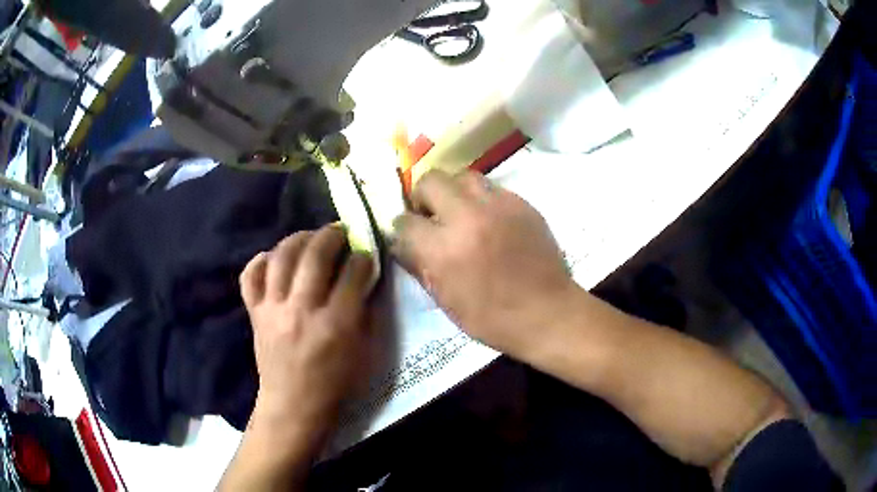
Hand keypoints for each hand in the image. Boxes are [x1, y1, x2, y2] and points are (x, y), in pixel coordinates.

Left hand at [239, 224, 374, 440]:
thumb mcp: (364, 352)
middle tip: (340, 230)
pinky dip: (260, 261)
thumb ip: (365, 311)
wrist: (294, 405)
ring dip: (299, 238)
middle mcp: (302, 310)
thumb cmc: (336, 383)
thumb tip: (363, 276)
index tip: (365, 252)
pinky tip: (273, 257)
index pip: (353, 273)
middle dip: (332, 235)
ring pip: (282, 257)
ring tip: (310, 236)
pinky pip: (250, 277)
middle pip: (315, 256)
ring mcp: (273, 310)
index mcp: (336, 324)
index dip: (363, 256)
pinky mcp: (255, 314)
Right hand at [392, 170, 574, 356]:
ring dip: (454, 192)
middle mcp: (468, 218)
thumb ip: (419, 266)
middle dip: (423, 197)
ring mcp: (498, 206)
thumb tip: (403, 244)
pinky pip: (491, 188)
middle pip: (430, 181)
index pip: (404, 221)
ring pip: (462, 176)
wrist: (548, 313)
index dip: (403, 229)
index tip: (410, 236)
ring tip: (460, 212)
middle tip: (432, 216)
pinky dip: (482, 200)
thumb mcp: (446, 301)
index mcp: (443, 250)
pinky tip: (489, 220)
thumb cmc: (492, 318)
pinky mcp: (521, 203)